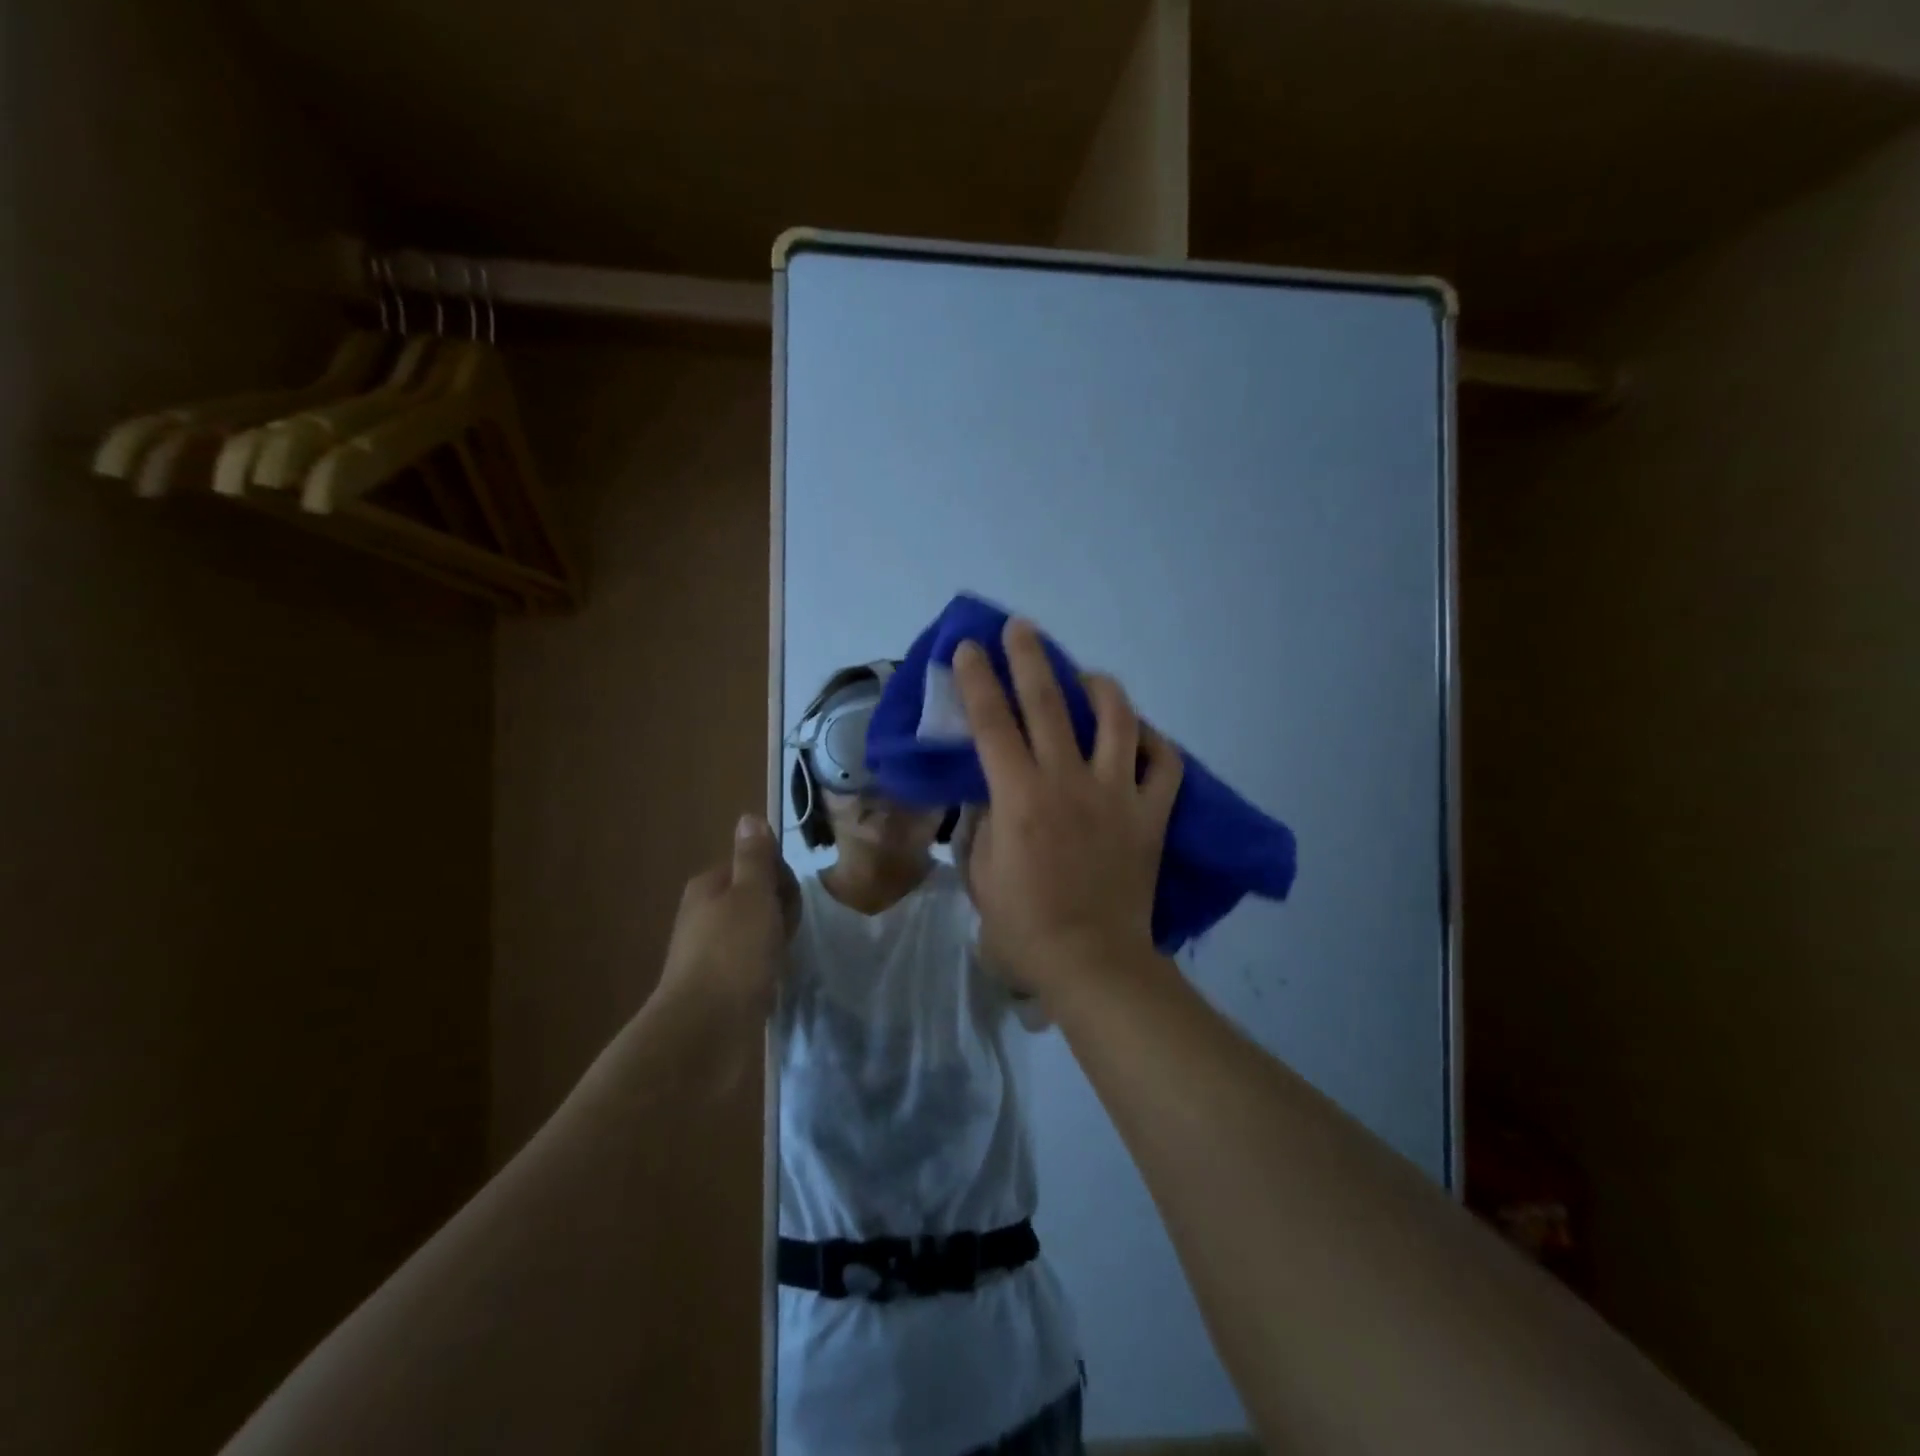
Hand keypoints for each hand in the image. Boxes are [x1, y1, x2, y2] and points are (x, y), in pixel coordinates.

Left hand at [655, 815, 792, 1022]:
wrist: (705, 1030)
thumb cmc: (734, 952)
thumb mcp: (752, 894)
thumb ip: (754, 858)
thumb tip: (748, 818)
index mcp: (708, 886)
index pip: (754, 865)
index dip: (779, 878)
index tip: (788, 900)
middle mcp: (703, 914)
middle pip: (756, 897)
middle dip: (779, 910)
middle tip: (785, 932)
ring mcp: (708, 952)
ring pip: (756, 931)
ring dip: (775, 940)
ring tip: (782, 958)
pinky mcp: (717, 985)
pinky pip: (752, 962)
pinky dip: (766, 966)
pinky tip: (772, 979)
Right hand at [952, 619, 1181, 997]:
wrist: (1092, 962)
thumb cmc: (1023, 925)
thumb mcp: (981, 871)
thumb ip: (985, 820)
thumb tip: (995, 790)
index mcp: (1020, 796)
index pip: (993, 723)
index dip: (977, 680)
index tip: (968, 648)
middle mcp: (1069, 782)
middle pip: (1049, 703)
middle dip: (1030, 658)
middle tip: (1022, 628)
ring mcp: (1118, 795)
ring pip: (1118, 720)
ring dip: (1100, 688)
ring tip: (1087, 676)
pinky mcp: (1152, 815)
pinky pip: (1165, 765)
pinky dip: (1154, 742)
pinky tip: (1139, 735)